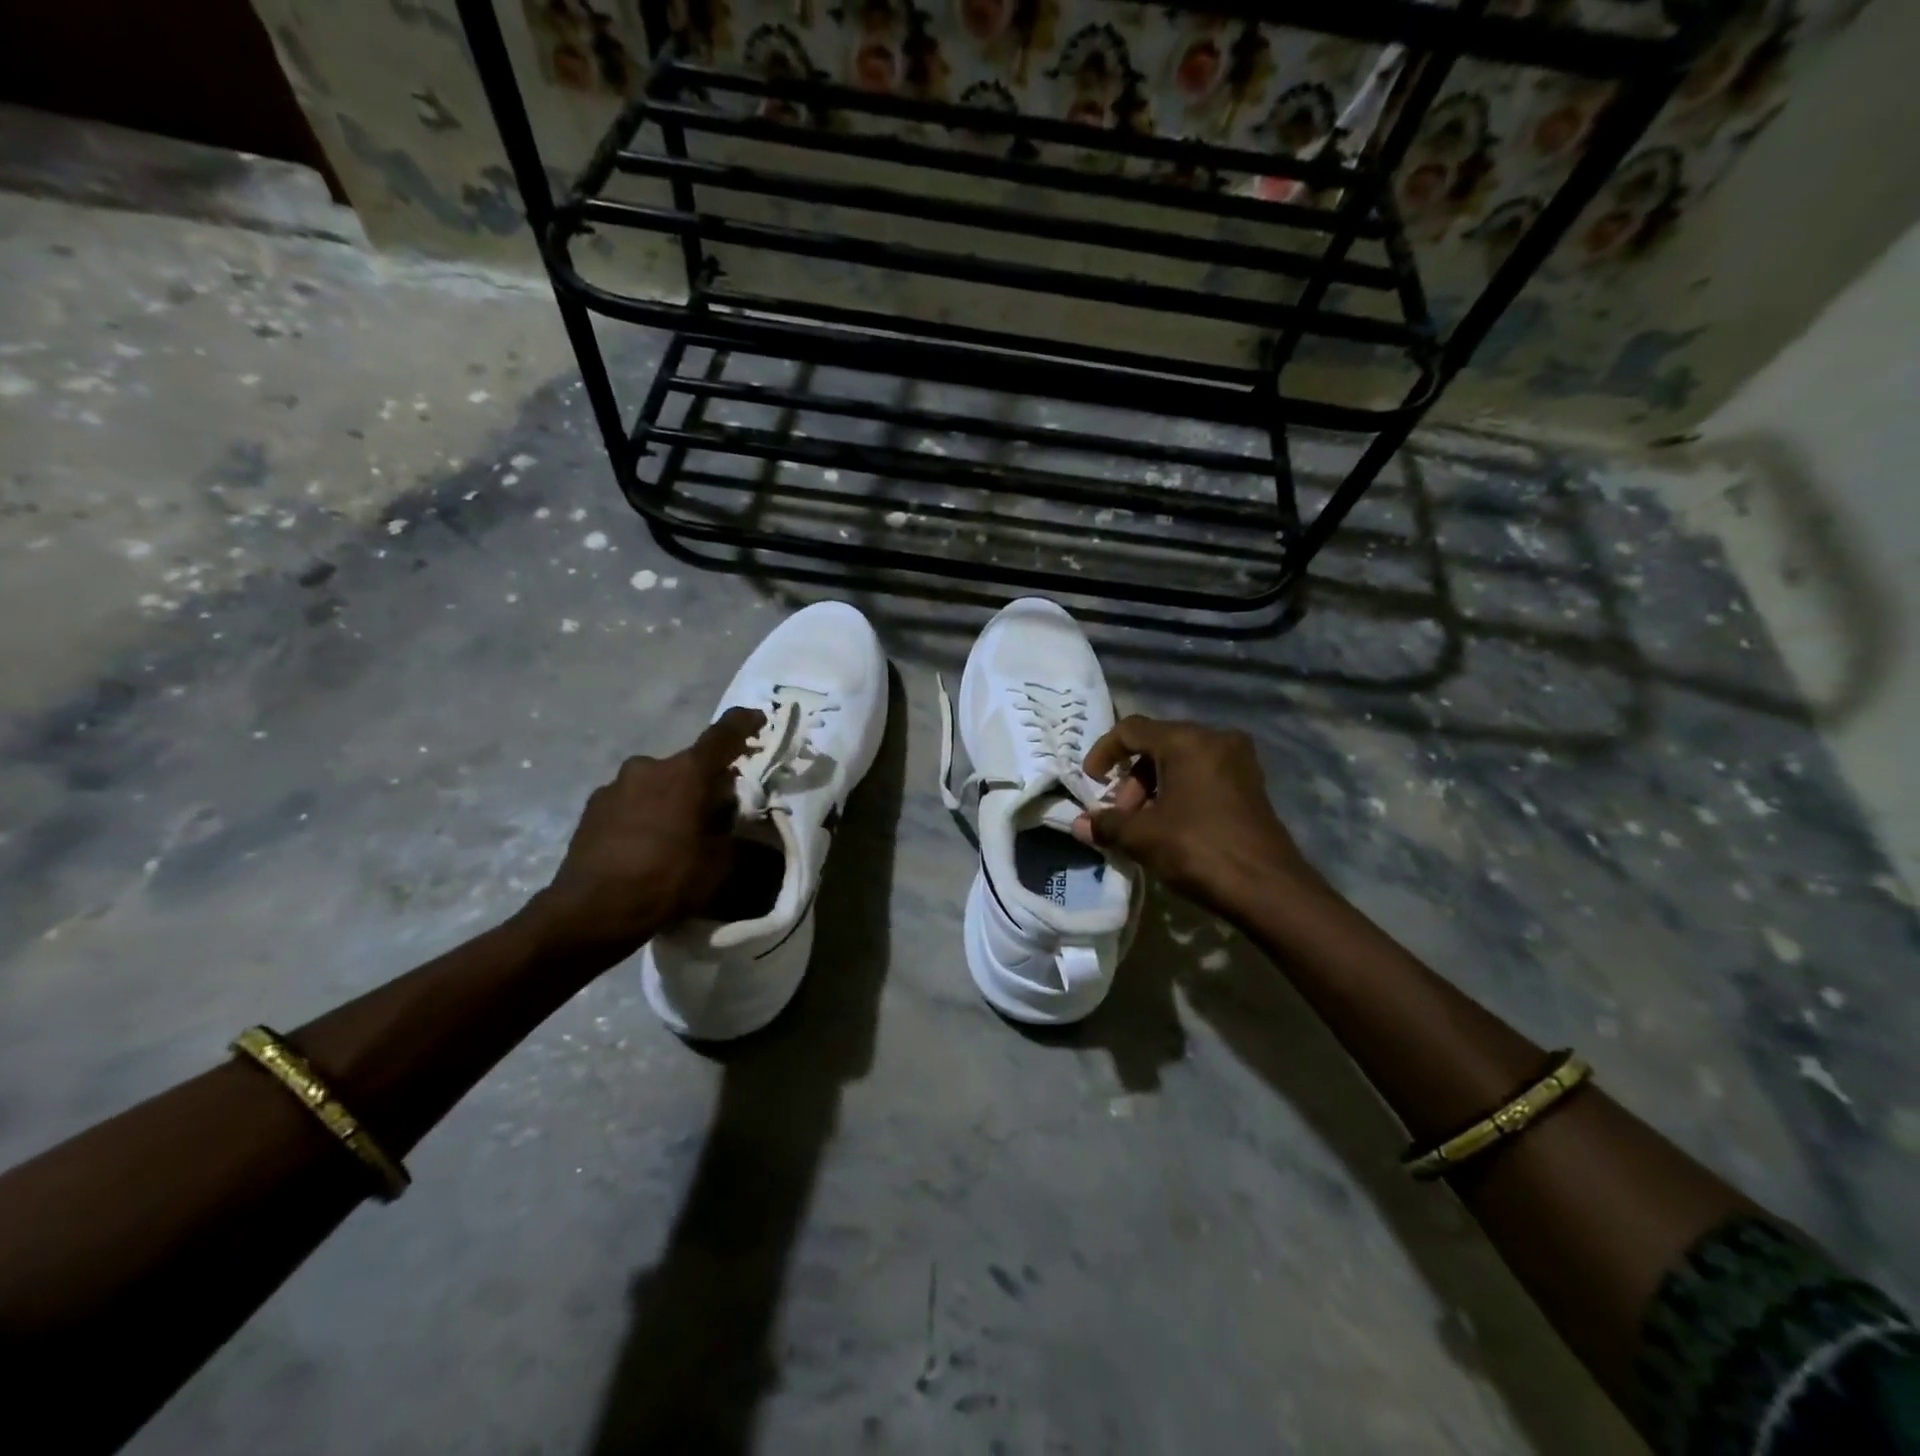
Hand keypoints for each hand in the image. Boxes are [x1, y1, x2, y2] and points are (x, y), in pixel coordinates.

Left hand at [528, 707, 763, 962]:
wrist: (591, 911)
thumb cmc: (667, 880)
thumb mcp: (719, 862)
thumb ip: (732, 831)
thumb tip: (732, 818)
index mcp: (687, 772)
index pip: (724, 735)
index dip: (745, 724)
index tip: (758, 720)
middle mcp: (649, 766)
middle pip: (689, 765)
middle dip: (705, 782)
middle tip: (716, 811)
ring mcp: (615, 785)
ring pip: (657, 783)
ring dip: (672, 799)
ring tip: (677, 834)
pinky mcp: (593, 807)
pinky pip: (632, 802)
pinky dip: (645, 814)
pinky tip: (646, 845)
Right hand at [1072, 716, 1325, 920]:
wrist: (1268, 888)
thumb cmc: (1199, 850)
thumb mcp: (1143, 837)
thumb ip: (1107, 824)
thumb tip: (1079, 825)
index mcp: (1187, 741)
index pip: (1132, 729)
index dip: (1104, 752)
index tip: (1090, 780)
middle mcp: (1216, 740)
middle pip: (1157, 745)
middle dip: (1131, 779)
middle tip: (1122, 815)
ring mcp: (1239, 762)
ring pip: (1181, 762)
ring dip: (1154, 788)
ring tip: (1143, 826)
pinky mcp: (1250, 786)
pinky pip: (1203, 776)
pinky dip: (1179, 793)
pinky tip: (1170, 827)